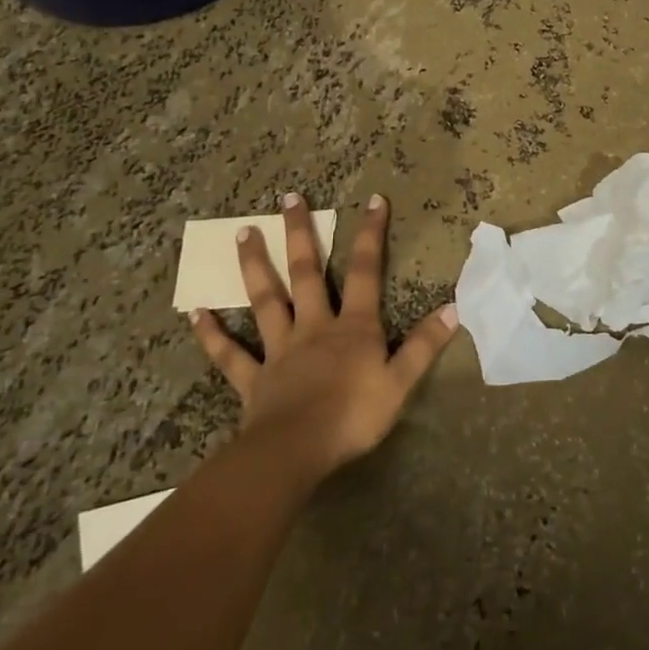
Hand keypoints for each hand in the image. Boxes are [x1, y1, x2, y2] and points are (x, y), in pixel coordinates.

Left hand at [189, 193, 457, 480]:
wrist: (297, 451)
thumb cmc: (353, 416)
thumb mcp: (400, 382)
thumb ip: (424, 345)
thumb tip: (453, 308)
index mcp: (353, 326)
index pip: (367, 270)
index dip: (371, 234)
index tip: (373, 200)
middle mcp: (314, 326)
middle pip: (306, 272)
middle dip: (300, 233)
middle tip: (288, 198)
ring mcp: (280, 350)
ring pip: (266, 300)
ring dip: (254, 266)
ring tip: (241, 232)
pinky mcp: (253, 378)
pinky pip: (230, 354)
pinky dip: (212, 334)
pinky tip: (195, 312)